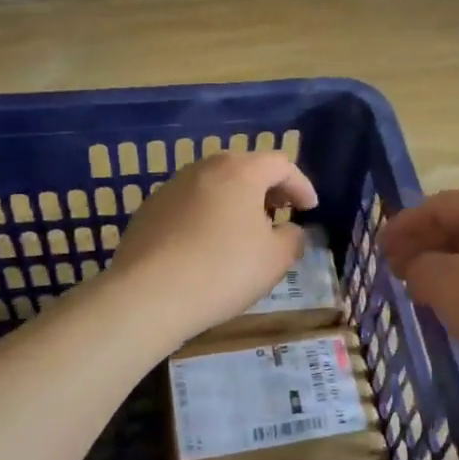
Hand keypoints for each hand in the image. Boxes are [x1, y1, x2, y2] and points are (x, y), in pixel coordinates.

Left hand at [108, 151, 318, 340]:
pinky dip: (207, 215)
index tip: (310, 208)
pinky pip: (189, 204)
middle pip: (245, 168)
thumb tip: (289, 230)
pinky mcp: (149, 210)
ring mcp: (171, 187)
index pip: (281, 164)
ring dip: (236, 201)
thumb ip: (292, 238)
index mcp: (240, 171)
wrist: (147, 295)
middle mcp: (204, 168)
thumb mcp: (275, 260)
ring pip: (214, 184)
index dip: (301, 185)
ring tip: (245, 231)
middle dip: (267, 189)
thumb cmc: (223, 270)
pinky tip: (207, 245)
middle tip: (281, 213)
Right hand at [380, 191, 458, 374]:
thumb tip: (419, 269)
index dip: (405, 223)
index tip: (380, 246)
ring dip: (445, 265)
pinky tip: (454, 305)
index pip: (440, 204)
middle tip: (397, 268)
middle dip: (424, 245)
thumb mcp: (441, 281)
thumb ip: (418, 266)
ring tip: (420, 288)